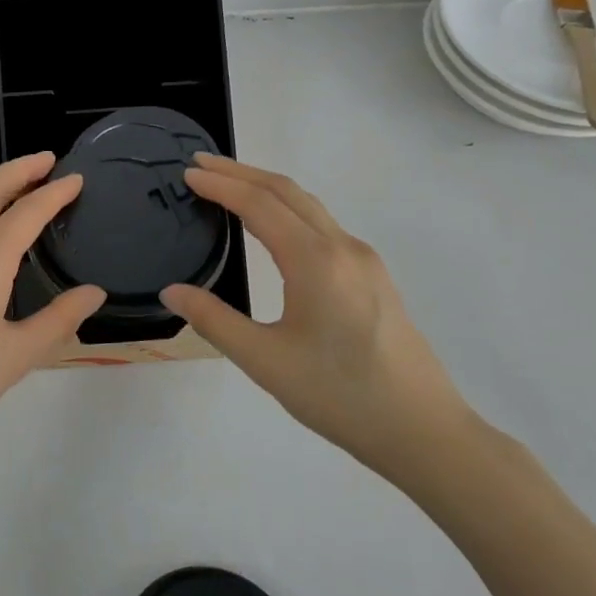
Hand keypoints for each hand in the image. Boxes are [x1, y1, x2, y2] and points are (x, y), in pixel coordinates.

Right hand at [161, 154, 473, 481]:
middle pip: (287, 192)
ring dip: (267, 188)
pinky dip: (289, 209)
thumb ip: (214, 320)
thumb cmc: (339, 396)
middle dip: (242, 172)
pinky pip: (324, 226)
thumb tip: (172, 292)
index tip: (187, 172)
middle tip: (201, 164)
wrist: (423, 431)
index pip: (259, 205)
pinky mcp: (374, 277)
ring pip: (310, 207)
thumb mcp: (264, 361)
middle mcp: (343, 247)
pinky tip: (275, 226)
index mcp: (315, 261)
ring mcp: (364, 261)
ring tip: (230, 185)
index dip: (221, 185)